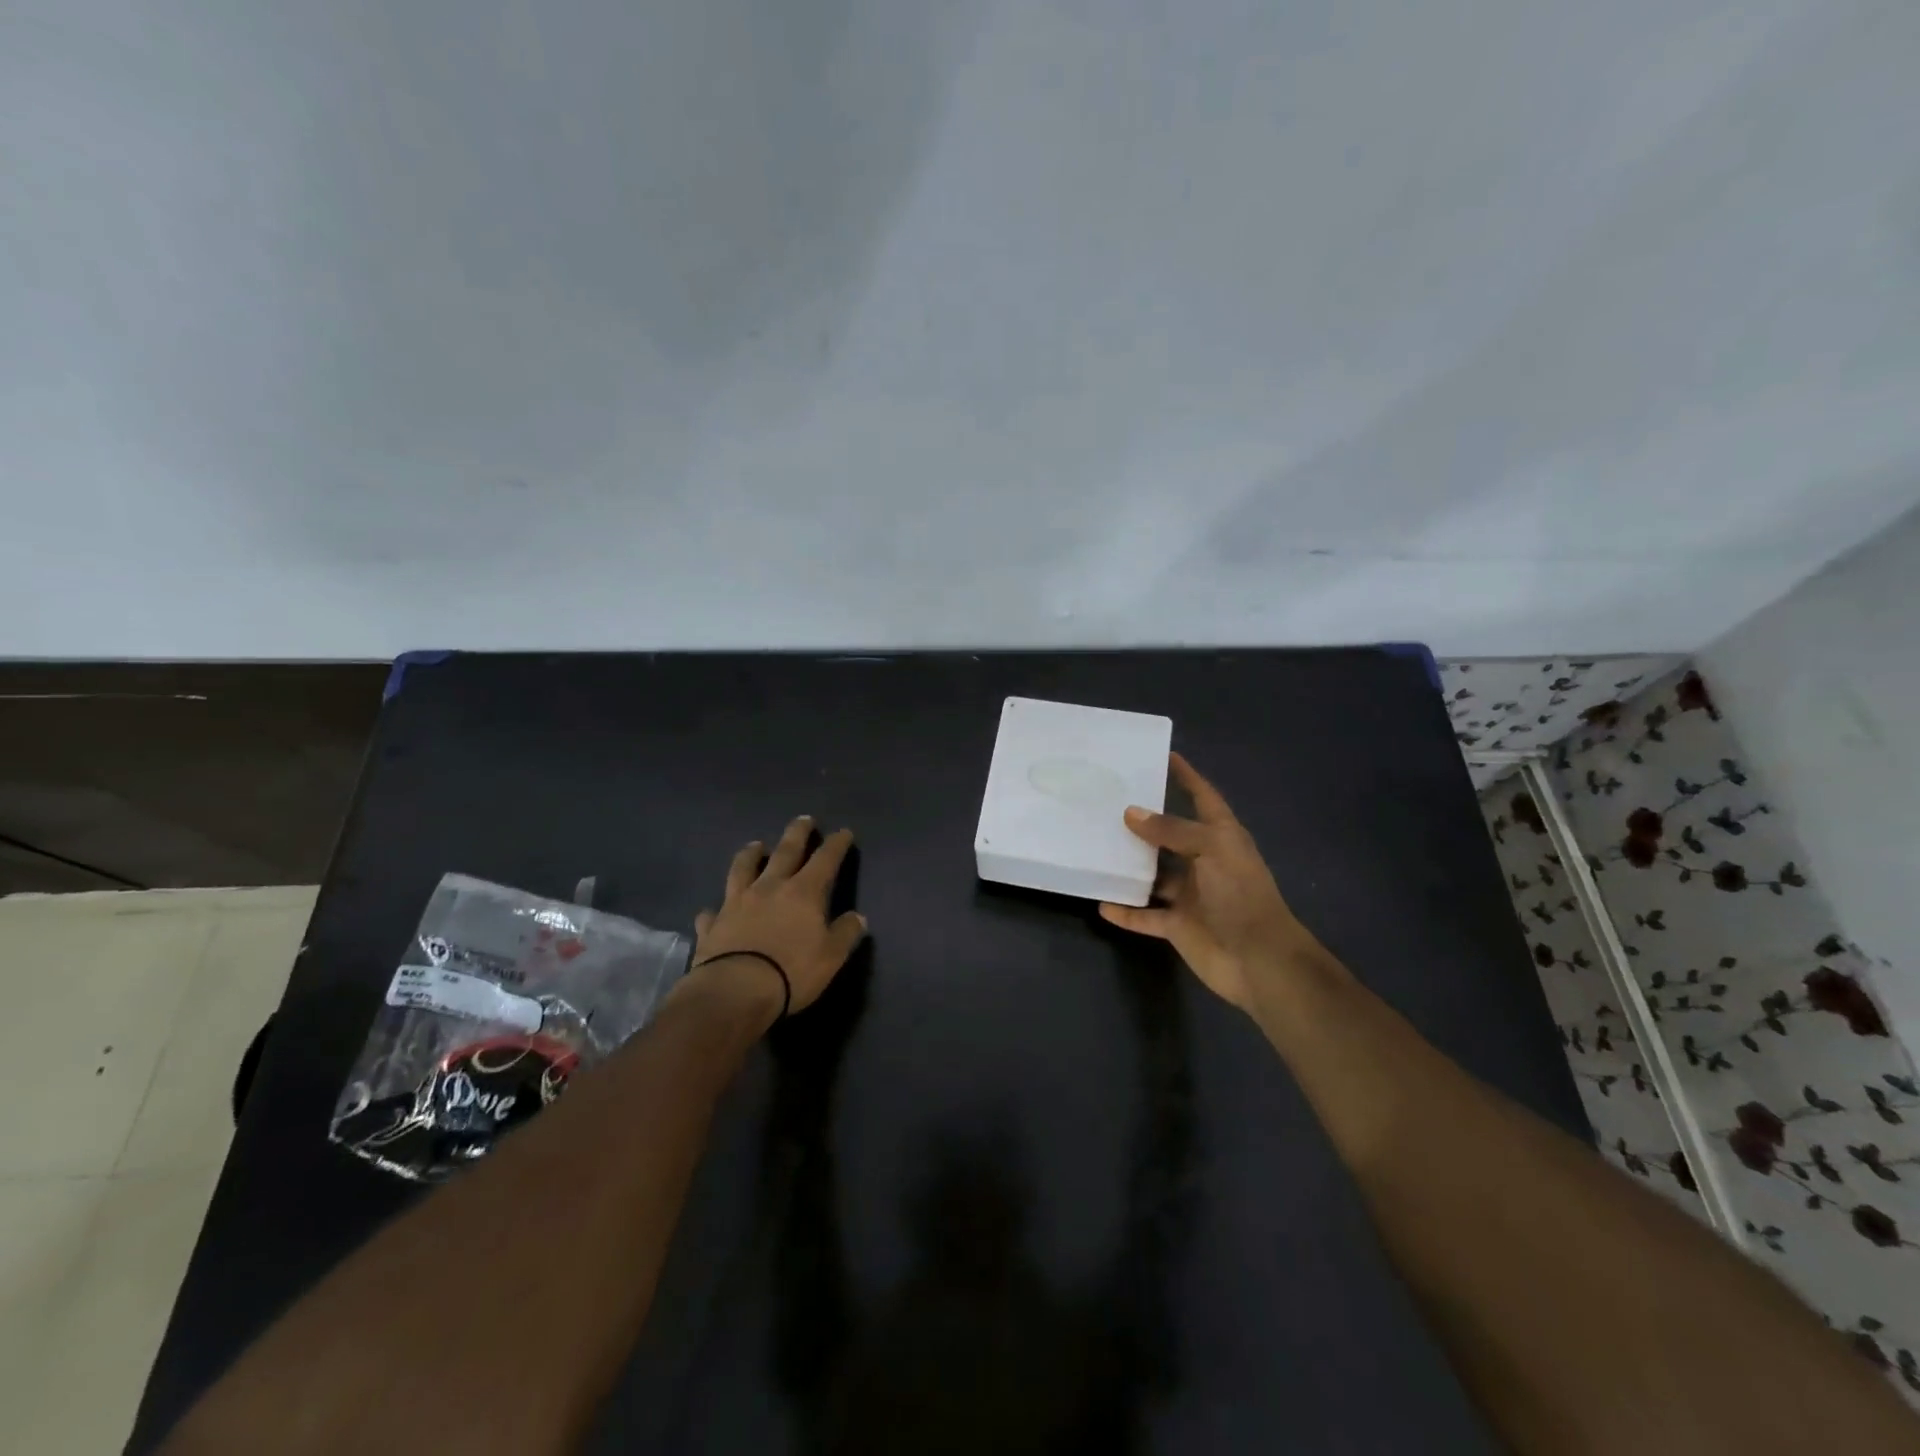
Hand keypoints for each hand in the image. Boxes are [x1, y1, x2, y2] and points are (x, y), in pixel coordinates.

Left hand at [682, 815, 867, 1021]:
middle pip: (784, 852)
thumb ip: (845, 933)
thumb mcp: (831, 957)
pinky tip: (713, 910)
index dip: (836, 845)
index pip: (825, 860)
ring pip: (742, 869)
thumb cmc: (791, 972)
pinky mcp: (713, 925)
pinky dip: (715, 909)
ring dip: (750, 855)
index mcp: (803, 892)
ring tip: (755, 845)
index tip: (843, 832)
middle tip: (803, 819)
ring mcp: (736, 904)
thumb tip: (858, 917)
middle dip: (797, 834)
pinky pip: (712, 912)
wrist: (735, 992)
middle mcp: (769, 888)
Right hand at [1099, 753, 1329, 1013]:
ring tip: (1096, 848)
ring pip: (1153, 876)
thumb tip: (1130, 813)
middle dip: (1144, 821)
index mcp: (1220, 838)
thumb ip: (1170, 830)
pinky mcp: (1177, 926)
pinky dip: (1125, 911)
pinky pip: (1145, 915)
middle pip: (1170, 836)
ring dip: (1130, 867)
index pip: (1203, 797)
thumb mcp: (1210, 850)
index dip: (1187, 777)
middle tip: (1108, 802)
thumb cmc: (1240, 894)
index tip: (1164, 756)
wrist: (1259, 960)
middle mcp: (1204, 862)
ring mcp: (1190, 896)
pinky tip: (1101, 902)